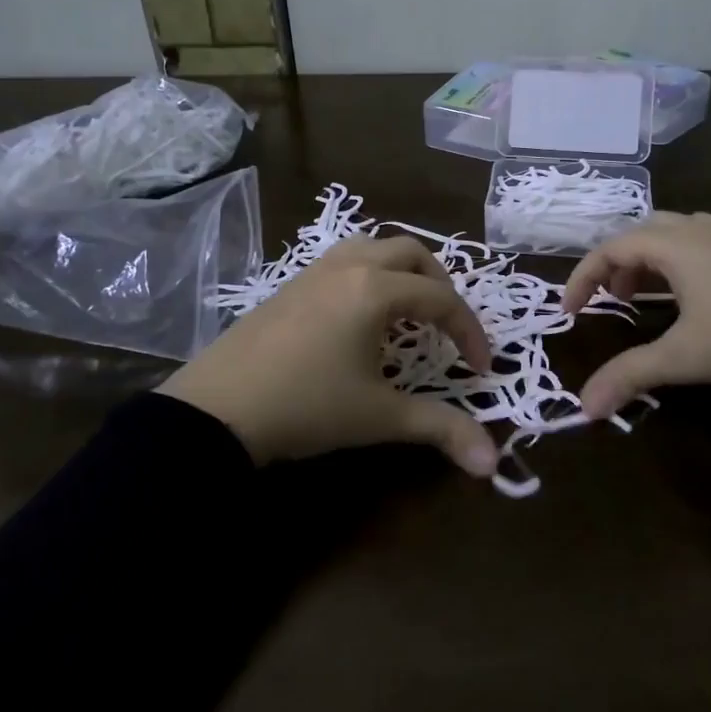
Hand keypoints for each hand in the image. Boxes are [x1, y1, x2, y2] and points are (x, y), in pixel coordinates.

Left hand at [157, 236, 498, 475]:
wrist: (217, 409)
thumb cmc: (307, 407)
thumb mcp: (379, 417)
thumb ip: (441, 430)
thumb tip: (493, 464)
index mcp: (376, 289)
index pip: (441, 299)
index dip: (469, 332)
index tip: (481, 369)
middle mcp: (349, 266)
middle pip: (412, 253)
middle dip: (440, 285)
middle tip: (446, 327)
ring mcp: (314, 270)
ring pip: (373, 247)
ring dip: (402, 271)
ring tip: (408, 312)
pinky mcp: (290, 283)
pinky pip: (343, 260)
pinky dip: (368, 275)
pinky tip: (360, 317)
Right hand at [561, 212, 710, 414]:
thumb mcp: (684, 358)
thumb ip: (630, 376)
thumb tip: (584, 409)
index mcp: (676, 245)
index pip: (611, 248)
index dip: (583, 277)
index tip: (570, 310)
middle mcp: (703, 231)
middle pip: (644, 231)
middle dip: (620, 263)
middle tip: (615, 299)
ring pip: (680, 234)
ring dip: (654, 261)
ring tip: (653, 298)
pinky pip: (709, 245)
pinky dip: (687, 264)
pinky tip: (703, 300)